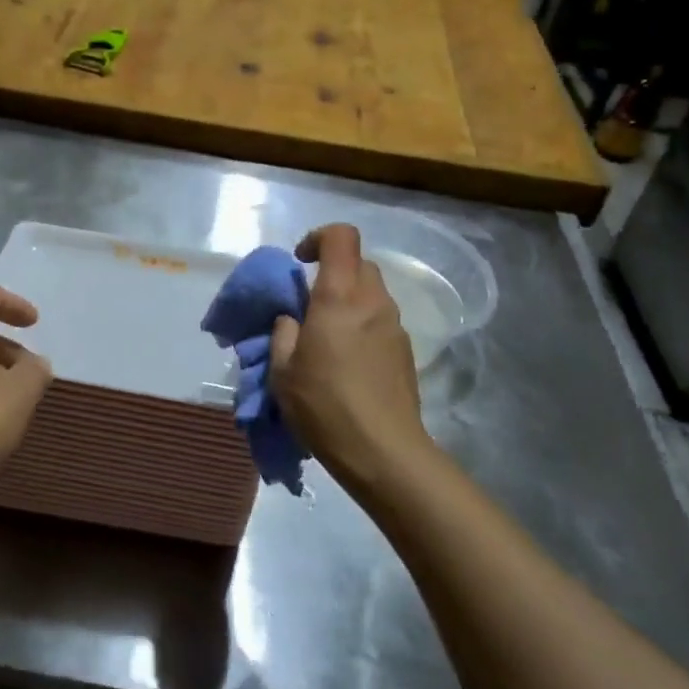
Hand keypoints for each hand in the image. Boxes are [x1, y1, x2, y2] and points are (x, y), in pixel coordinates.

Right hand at [270, 224, 428, 495]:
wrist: (384, 452)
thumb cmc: (325, 406)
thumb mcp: (282, 371)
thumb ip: (283, 334)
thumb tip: (292, 319)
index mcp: (339, 297)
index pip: (341, 237)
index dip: (318, 237)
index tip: (299, 262)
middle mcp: (373, 302)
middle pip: (359, 263)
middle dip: (332, 272)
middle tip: (310, 305)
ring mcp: (395, 326)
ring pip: (371, 293)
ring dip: (348, 301)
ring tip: (326, 339)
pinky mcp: (406, 351)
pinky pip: (380, 321)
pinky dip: (362, 325)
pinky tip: (347, 363)